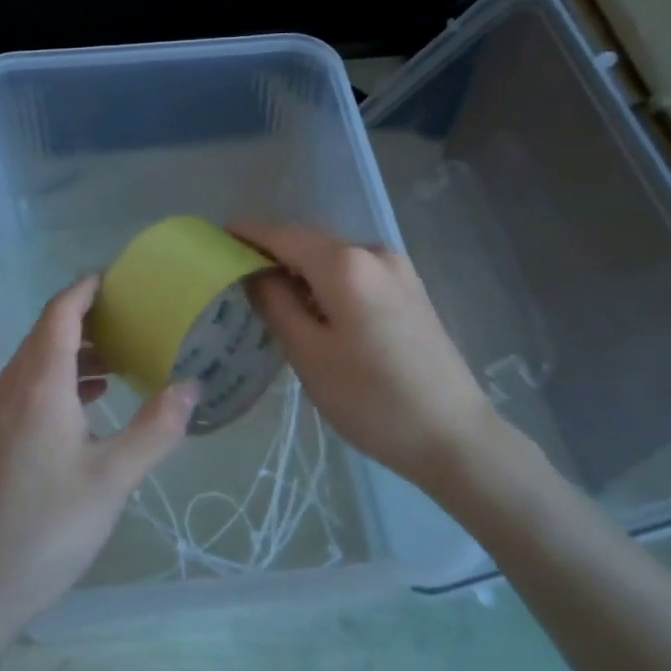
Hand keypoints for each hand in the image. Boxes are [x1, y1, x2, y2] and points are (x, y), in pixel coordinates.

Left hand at [0, 275, 196, 639]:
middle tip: (134, 316)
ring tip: (121, 358)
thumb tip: (191, 386)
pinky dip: (62, 379)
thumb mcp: (112, 479)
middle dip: (88, 317)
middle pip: (48, 331)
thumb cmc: (45, 527)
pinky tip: (90, 404)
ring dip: (76, 351)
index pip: (61, 311)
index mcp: (39, 382)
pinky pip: (30, 387)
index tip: (120, 276)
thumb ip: (155, 428)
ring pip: (38, 361)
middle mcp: (12, 386)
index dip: (87, 288)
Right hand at [234, 221, 498, 492]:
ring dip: (299, 268)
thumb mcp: (309, 354)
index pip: (283, 235)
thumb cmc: (372, 399)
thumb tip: (254, 272)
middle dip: (271, 251)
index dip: (248, 233)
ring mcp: (398, 271)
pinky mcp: (410, 291)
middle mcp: (374, 253)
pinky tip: (312, 306)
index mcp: (346, 264)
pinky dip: (326, 281)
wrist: (455, 437)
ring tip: (267, 292)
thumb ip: (275, 304)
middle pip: (309, 242)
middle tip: (234, 271)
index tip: (216, 235)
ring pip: (333, 258)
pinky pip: (355, 273)